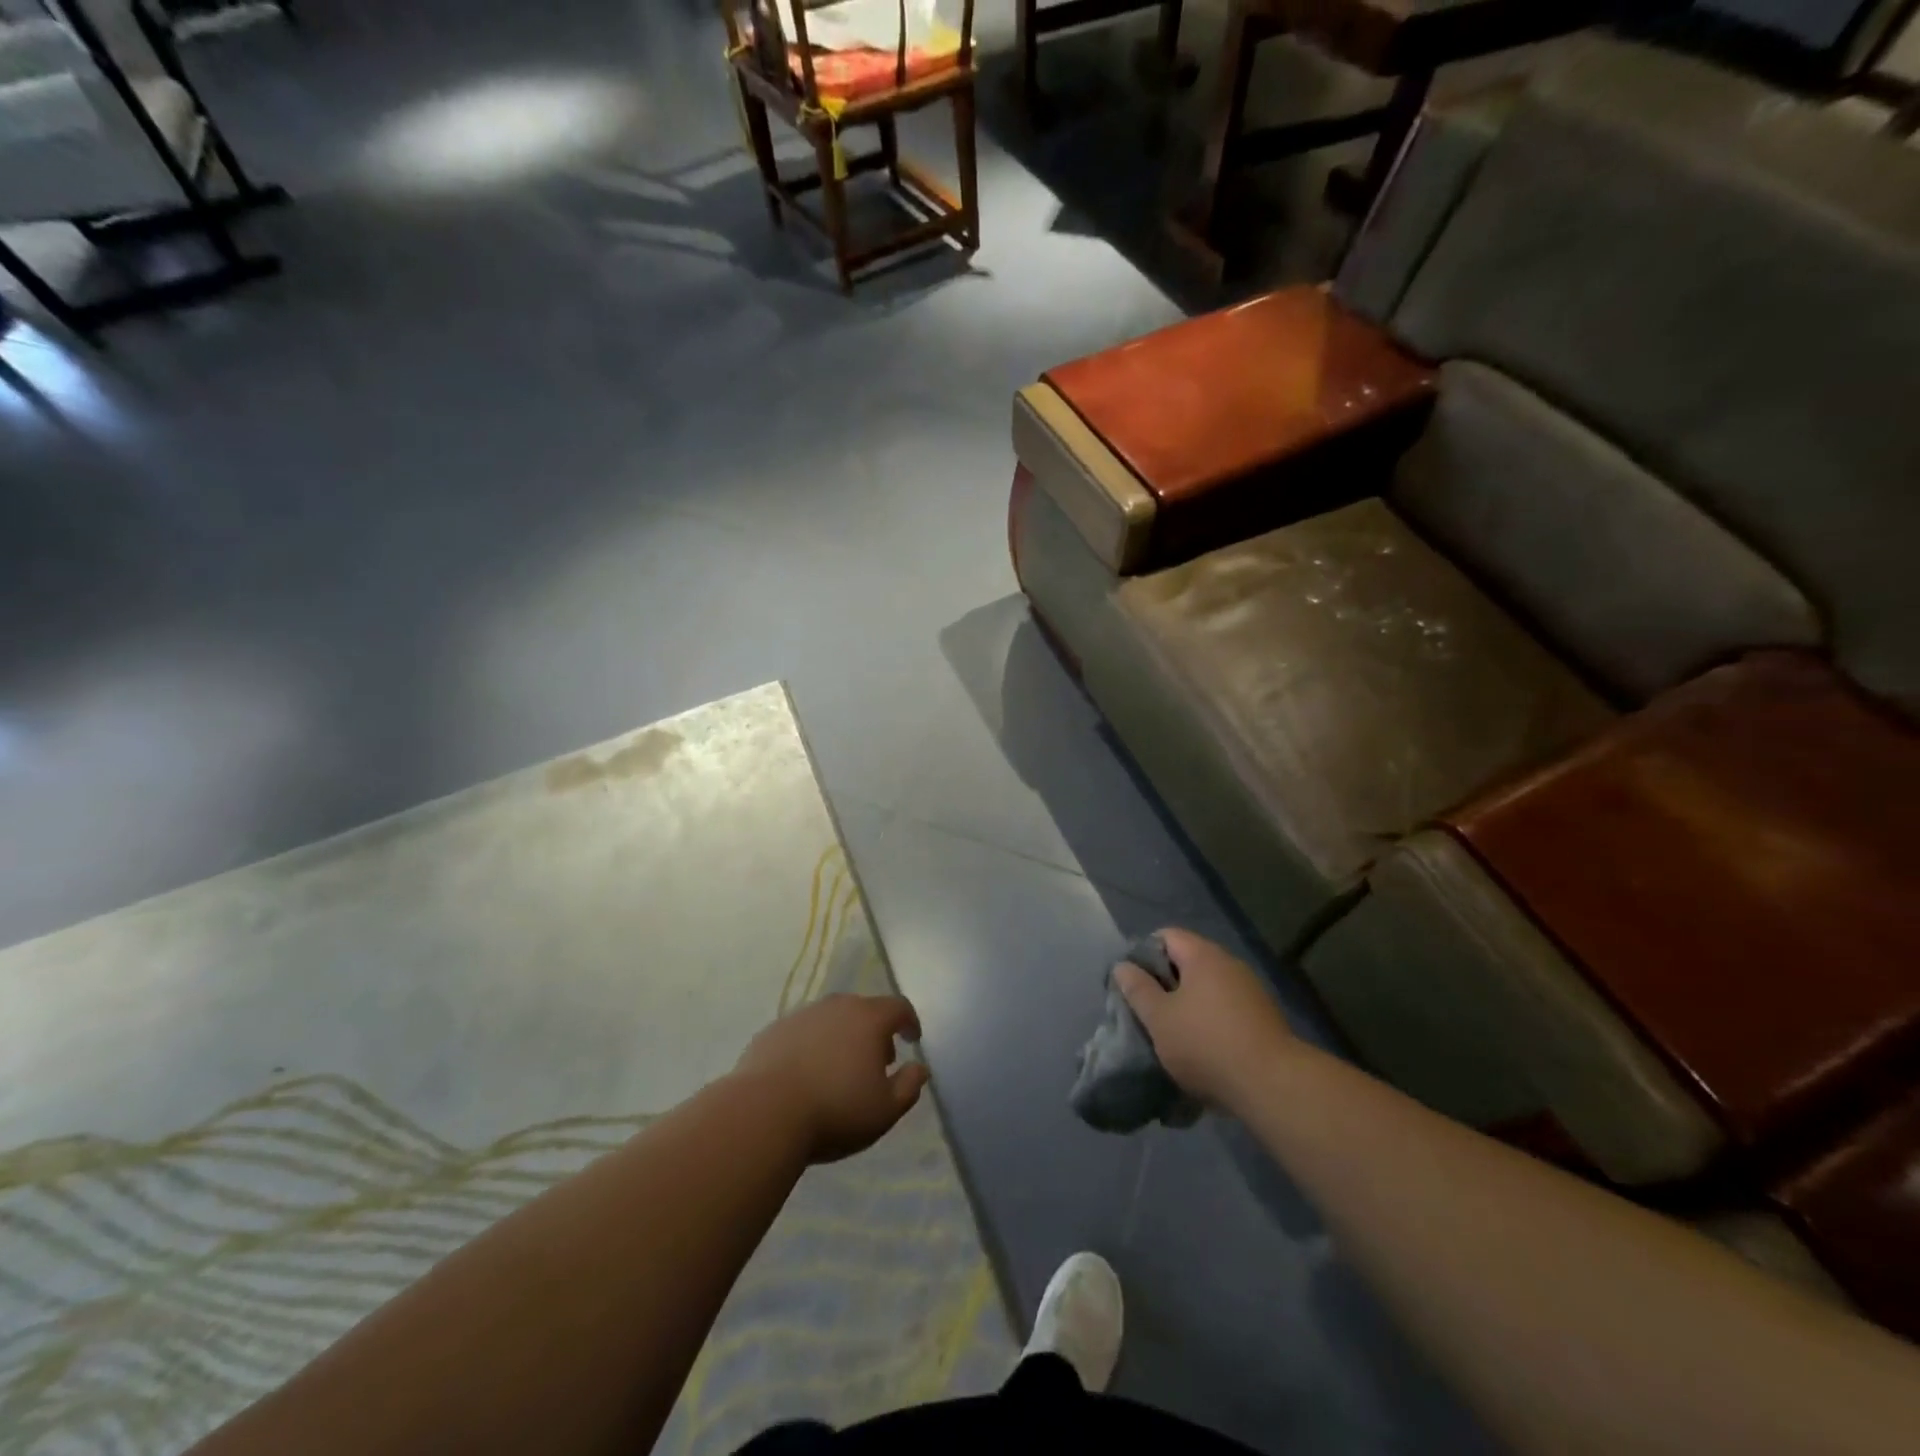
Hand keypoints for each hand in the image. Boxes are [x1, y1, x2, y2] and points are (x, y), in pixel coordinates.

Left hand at [734, 994, 929, 1163]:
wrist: (763, 1113)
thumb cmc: (835, 1110)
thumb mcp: (885, 1110)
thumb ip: (909, 1086)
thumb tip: (919, 1068)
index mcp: (868, 1019)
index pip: (899, 1007)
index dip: (909, 1021)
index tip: (912, 1039)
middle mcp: (836, 1007)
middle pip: (863, 1010)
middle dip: (875, 1032)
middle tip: (877, 1061)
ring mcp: (801, 1016)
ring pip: (831, 1019)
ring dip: (841, 1037)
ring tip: (839, 1070)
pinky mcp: (773, 1031)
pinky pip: (802, 1033)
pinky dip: (811, 1046)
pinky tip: (805, 1075)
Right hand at [1116, 928, 1296, 1112]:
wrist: (1273, 1085)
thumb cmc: (1206, 1044)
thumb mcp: (1159, 1019)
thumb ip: (1138, 989)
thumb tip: (1122, 966)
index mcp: (1203, 955)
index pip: (1166, 935)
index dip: (1144, 953)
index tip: (1132, 982)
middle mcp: (1230, 964)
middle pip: (1188, 960)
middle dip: (1165, 982)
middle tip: (1148, 1009)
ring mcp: (1251, 990)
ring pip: (1208, 986)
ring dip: (1188, 1003)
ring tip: (1172, 1032)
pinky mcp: (1264, 1017)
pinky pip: (1226, 1007)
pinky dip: (1210, 1019)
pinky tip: (1202, 1046)